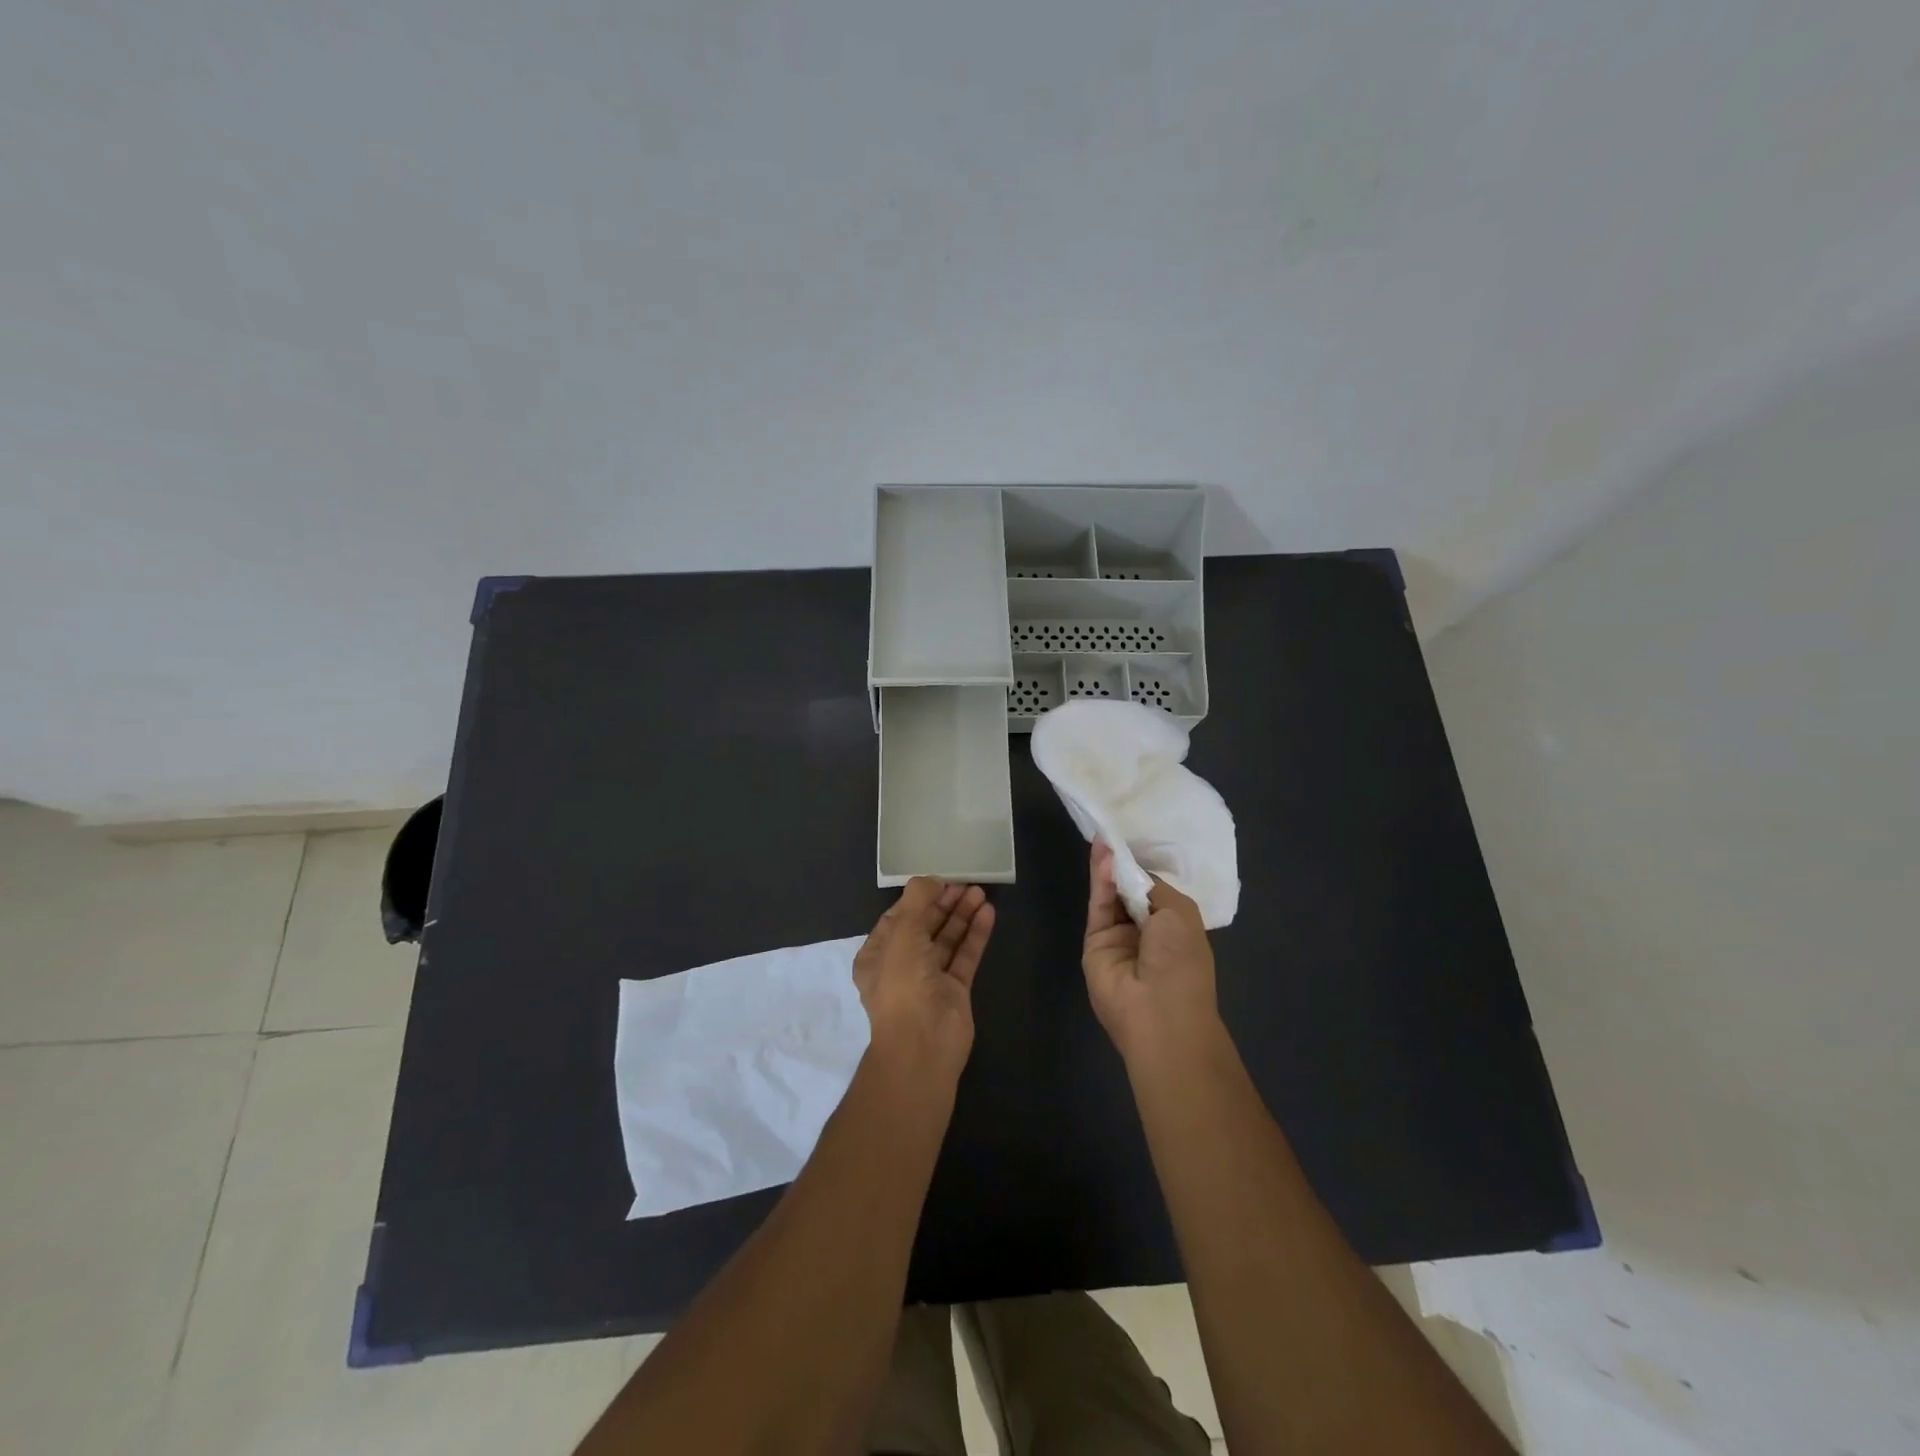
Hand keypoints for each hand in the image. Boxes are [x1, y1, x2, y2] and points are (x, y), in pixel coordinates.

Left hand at [853, 878, 994, 1083]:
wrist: (923, 1046)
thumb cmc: (903, 985)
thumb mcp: (902, 934)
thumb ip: (916, 902)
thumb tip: (930, 880)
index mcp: (878, 955)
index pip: (898, 918)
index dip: (918, 898)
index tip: (940, 880)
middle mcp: (902, 965)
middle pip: (925, 926)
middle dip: (944, 904)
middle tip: (966, 883)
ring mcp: (930, 979)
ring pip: (947, 940)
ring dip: (962, 916)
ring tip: (980, 892)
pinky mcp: (955, 990)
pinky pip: (965, 956)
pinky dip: (975, 935)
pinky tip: (988, 914)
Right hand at [1082, 841, 1221, 1068]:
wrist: (1157, 1011)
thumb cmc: (1181, 960)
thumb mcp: (1180, 914)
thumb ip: (1153, 888)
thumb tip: (1131, 872)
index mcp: (1175, 927)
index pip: (1155, 891)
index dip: (1144, 869)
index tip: (1134, 841)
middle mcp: (1146, 931)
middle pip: (1130, 890)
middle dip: (1124, 865)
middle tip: (1113, 833)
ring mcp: (1119, 937)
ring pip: (1111, 895)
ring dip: (1109, 868)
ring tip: (1104, 838)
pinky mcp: (1094, 941)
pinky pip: (1098, 905)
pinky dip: (1099, 880)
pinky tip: (1101, 855)